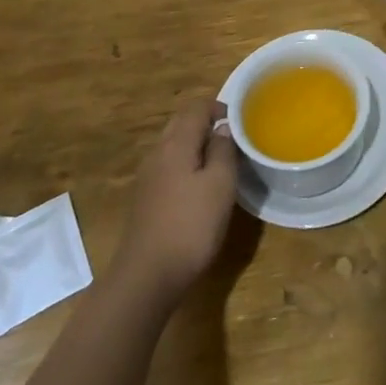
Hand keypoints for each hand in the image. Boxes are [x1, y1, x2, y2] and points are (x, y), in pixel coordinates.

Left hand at [112, 99, 240, 305]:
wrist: (146, 277)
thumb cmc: (191, 225)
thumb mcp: (220, 184)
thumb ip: (223, 150)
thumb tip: (222, 129)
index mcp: (176, 144)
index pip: (196, 107)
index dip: (219, 107)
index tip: (240, 121)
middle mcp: (157, 153)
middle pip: (181, 123)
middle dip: (206, 123)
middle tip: (232, 139)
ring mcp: (147, 177)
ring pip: (173, 146)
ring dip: (196, 145)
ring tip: (221, 162)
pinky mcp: (145, 199)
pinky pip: (168, 167)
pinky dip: (186, 165)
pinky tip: (199, 187)